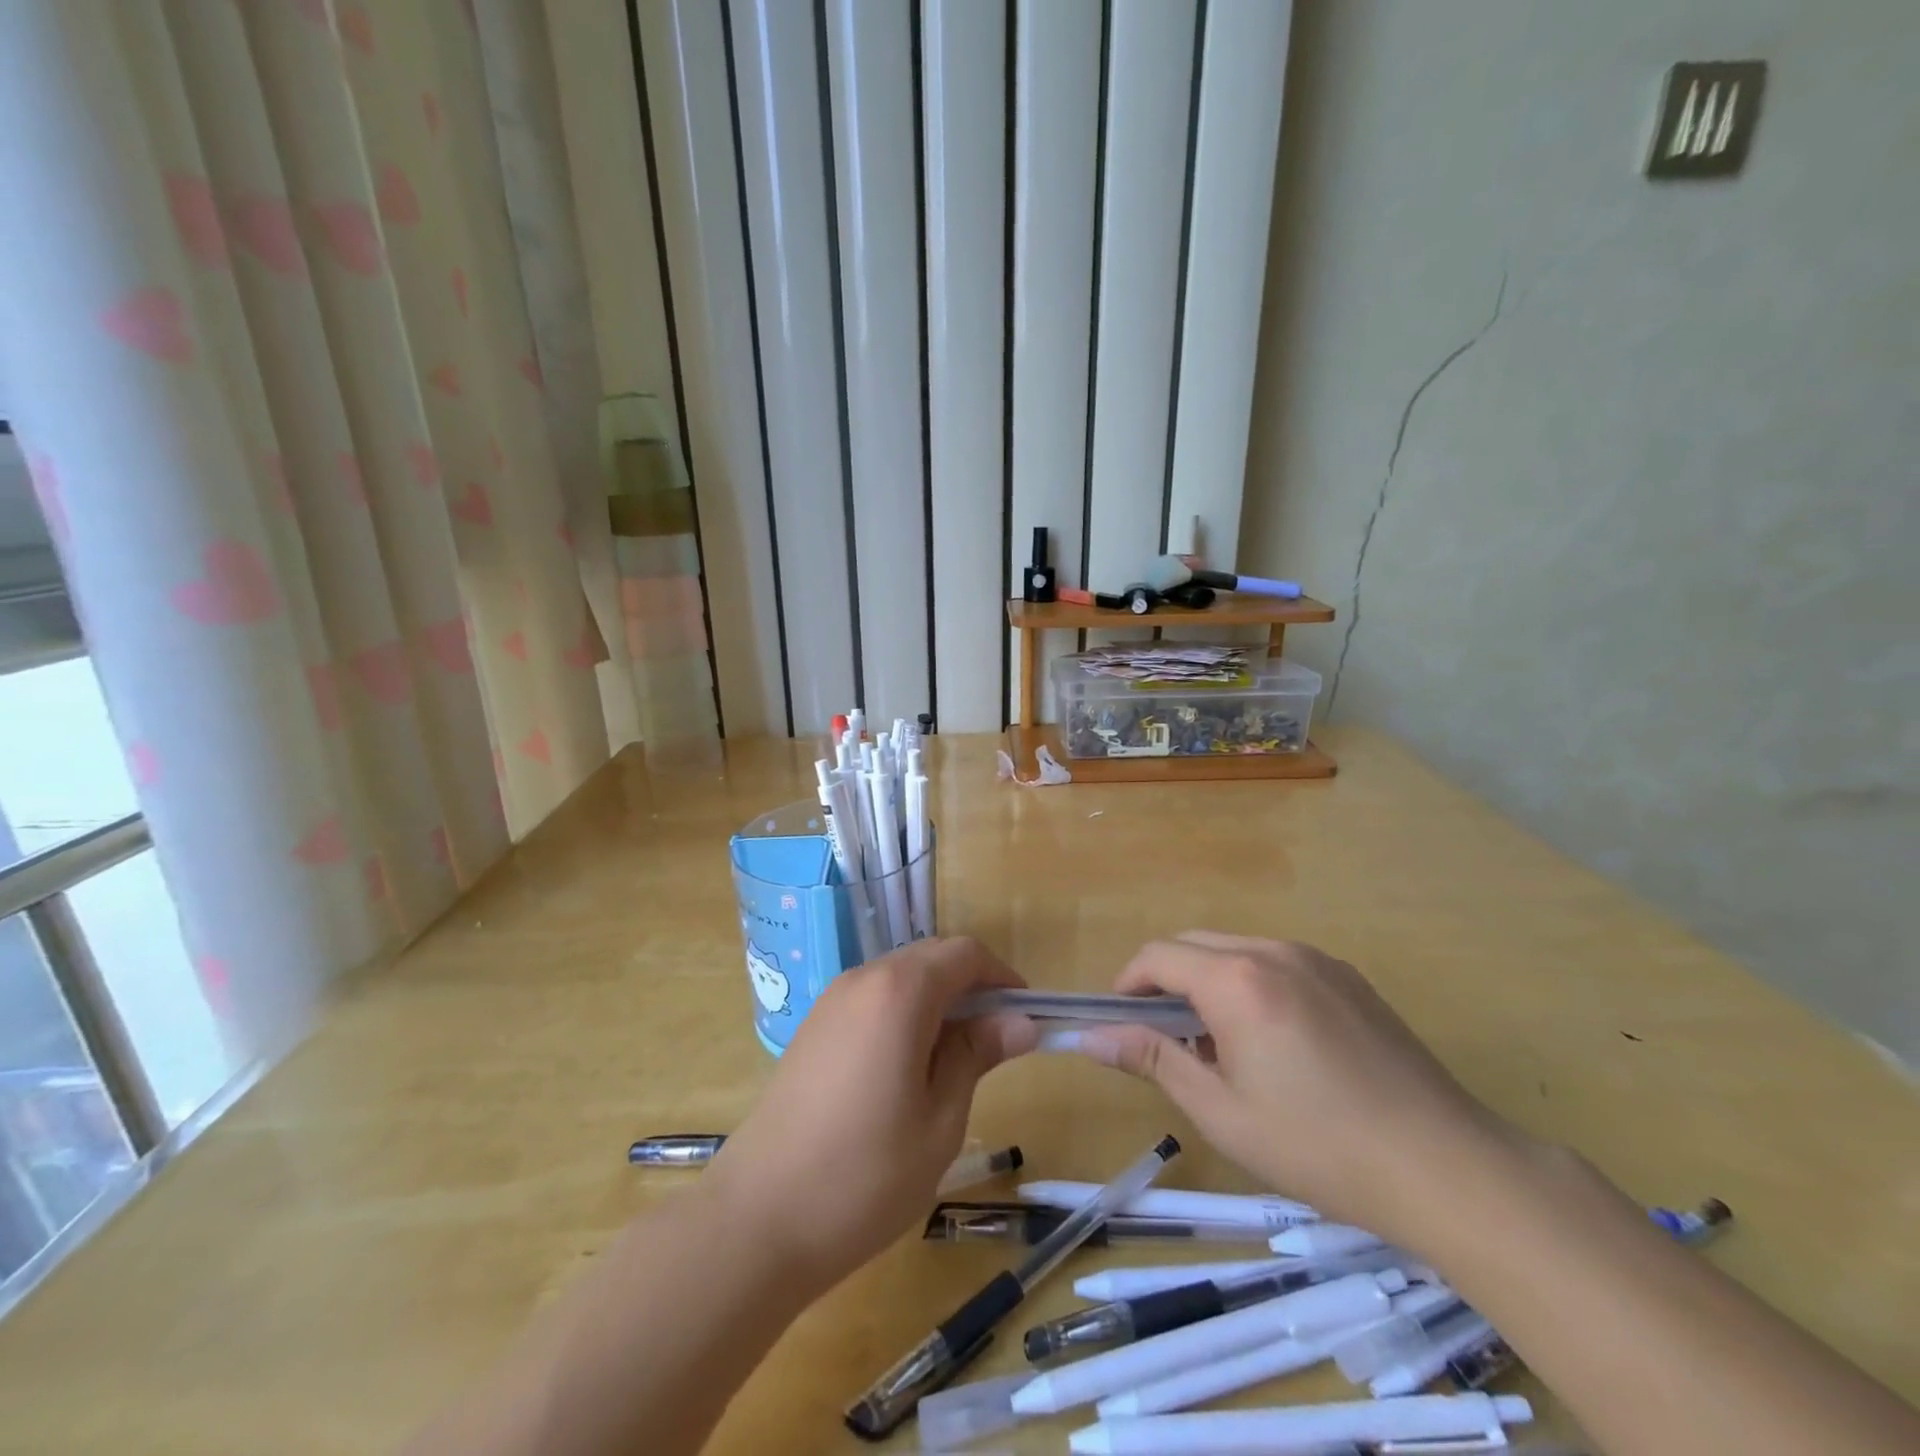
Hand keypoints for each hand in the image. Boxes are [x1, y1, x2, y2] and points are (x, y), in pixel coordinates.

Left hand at [705, 937, 1038, 1294]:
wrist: (757, 1219)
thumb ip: (977, 1055)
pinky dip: (904, 1014)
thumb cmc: (865, 1175)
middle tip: (996, 1043)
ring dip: (937, 1001)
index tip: (1025, 1017)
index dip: (1002, 977)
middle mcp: (863, 979)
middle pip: (931, 959)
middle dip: (971, 987)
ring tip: (955, 1060)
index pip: (965, 954)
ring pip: (901, 977)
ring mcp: (832, 1001)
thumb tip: (1019, 1021)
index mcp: (899, 991)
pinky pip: (873, 999)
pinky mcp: (814, 1027)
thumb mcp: (940, 1119)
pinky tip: (908, 1067)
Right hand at [1070, 932, 1523, 1248]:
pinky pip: (1276, 962)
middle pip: (1194, 944)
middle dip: (1165, 981)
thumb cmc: (1320, 1146)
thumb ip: (1152, 1060)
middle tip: (1165, 1040)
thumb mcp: (1222, 1112)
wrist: (1447, 1167)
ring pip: (1236, 949)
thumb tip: (1090, 1036)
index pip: (1157, 956)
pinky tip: (1272, 1043)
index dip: (1127, 984)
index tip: (1119, 1024)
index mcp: (1238, 980)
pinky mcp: (1348, 977)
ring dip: (1208, 981)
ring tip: (1218, 1046)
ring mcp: (1317, 959)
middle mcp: (1274, 951)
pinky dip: (1250, 984)